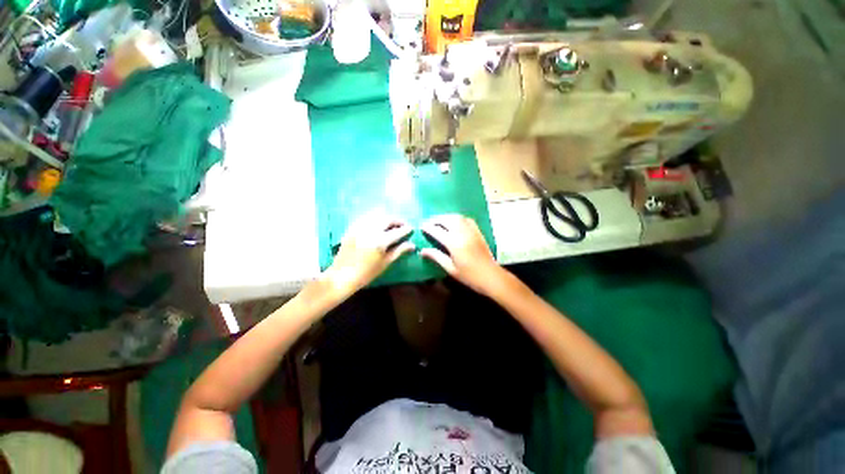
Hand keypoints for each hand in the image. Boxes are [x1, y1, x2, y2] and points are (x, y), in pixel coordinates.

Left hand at [324, 213, 414, 295]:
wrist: (342, 276)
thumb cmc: (367, 273)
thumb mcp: (385, 263)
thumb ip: (399, 251)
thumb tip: (412, 245)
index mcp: (380, 241)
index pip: (397, 231)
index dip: (406, 229)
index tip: (411, 228)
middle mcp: (371, 231)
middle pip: (387, 219)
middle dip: (397, 220)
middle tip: (402, 225)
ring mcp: (360, 228)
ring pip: (376, 216)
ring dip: (386, 218)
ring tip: (391, 224)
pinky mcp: (352, 228)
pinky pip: (365, 218)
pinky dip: (374, 219)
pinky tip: (377, 224)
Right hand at [420, 215, 508, 295]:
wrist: (491, 276)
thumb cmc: (469, 276)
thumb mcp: (450, 269)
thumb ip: (436, 257)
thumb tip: (422, 251)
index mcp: (454, 243)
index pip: (437, 231)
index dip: (428, 228)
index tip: (421, 226)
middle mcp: (462, 233)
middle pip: (447, 220)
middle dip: (436, 219)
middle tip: (429, 222)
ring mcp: (471, 231)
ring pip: (457, 217)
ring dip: (446, 217)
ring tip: (439, 221)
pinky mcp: (478, 232)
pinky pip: (467, 219)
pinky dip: (458, 218)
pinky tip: (455, 222)